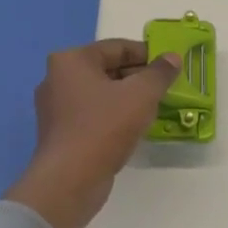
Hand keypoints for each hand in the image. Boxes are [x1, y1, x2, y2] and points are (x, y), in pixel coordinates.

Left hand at [4, 39, 180, 227]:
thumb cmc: (105, 126)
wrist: (70, 179)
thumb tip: (172, 58)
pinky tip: (134, 128)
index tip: (171, 67)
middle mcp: (57, 78)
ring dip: (128, 99)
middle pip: (108, 69)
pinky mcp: (60, 133)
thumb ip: (160, 73)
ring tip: (154, 109)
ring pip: (101, 94)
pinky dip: (114, 116)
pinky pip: (93, 115)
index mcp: (71, 60)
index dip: (148, 54)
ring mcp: (55, 108)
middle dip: (138, 77)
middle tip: (165, 89)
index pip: (117, 47)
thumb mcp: (142, 94)